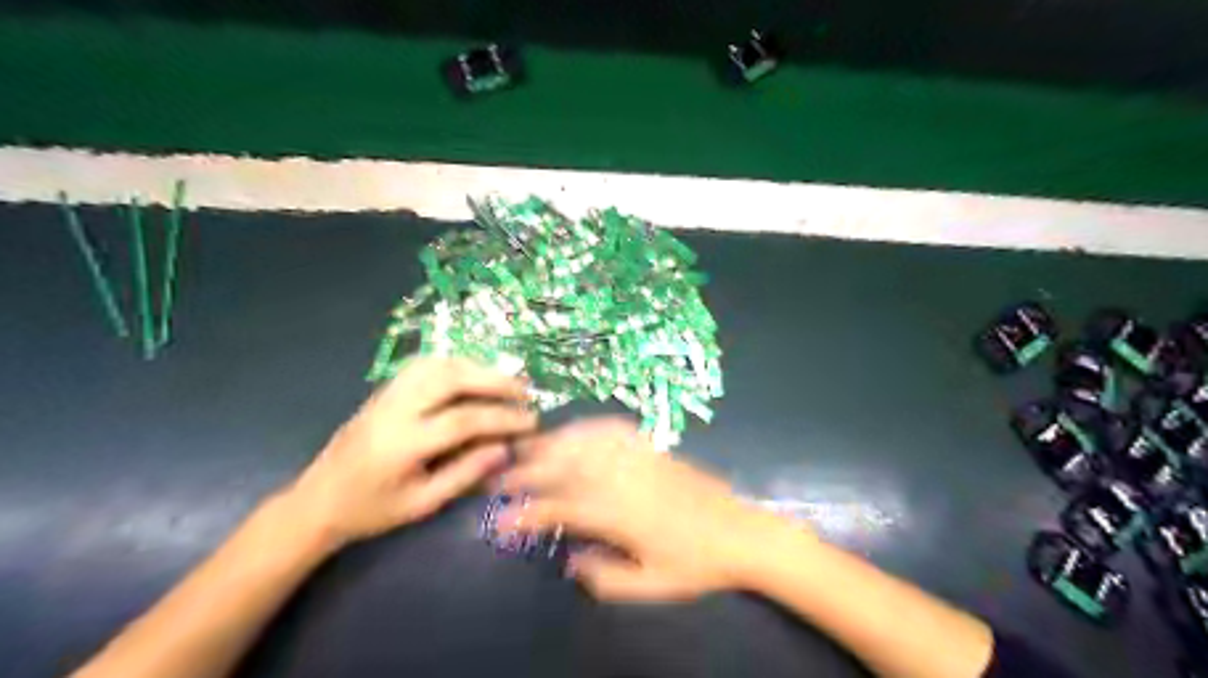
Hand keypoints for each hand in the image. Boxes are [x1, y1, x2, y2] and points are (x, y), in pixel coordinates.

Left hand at [280, 356, 533, 550]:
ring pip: (438, 363)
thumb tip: (505, 448)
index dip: (502, 418)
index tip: (531, 421)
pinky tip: (472, 375)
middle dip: (494, 380)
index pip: (464, 419)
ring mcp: (387, 394)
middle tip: (524, 390)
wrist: (317, 501)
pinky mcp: (384, 389)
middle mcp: (395, 409)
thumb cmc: (371, 510)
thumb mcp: (422, 504)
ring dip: (476, 367)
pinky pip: (423, 364)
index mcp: (404, 443)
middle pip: (451, 378)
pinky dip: (454, 364)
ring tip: (504, 380)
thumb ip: (465, 474)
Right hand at [495, 418, 798, 603]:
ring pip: (585, 442)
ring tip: (527, 446)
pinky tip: (576, 429)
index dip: (527, 513)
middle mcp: (623, 478)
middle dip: (528, 469)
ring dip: (552, 443)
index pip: (561, 508)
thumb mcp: (652, 586)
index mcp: (620, 515)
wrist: (742, 532)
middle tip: (500, 474)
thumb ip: (606, 578)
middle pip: (566, 466)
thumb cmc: (697, 564)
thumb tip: (571, 560)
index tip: (501, 520)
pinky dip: (589, 427)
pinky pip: (615, 429)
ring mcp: (639, 457)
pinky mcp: (654, 448)